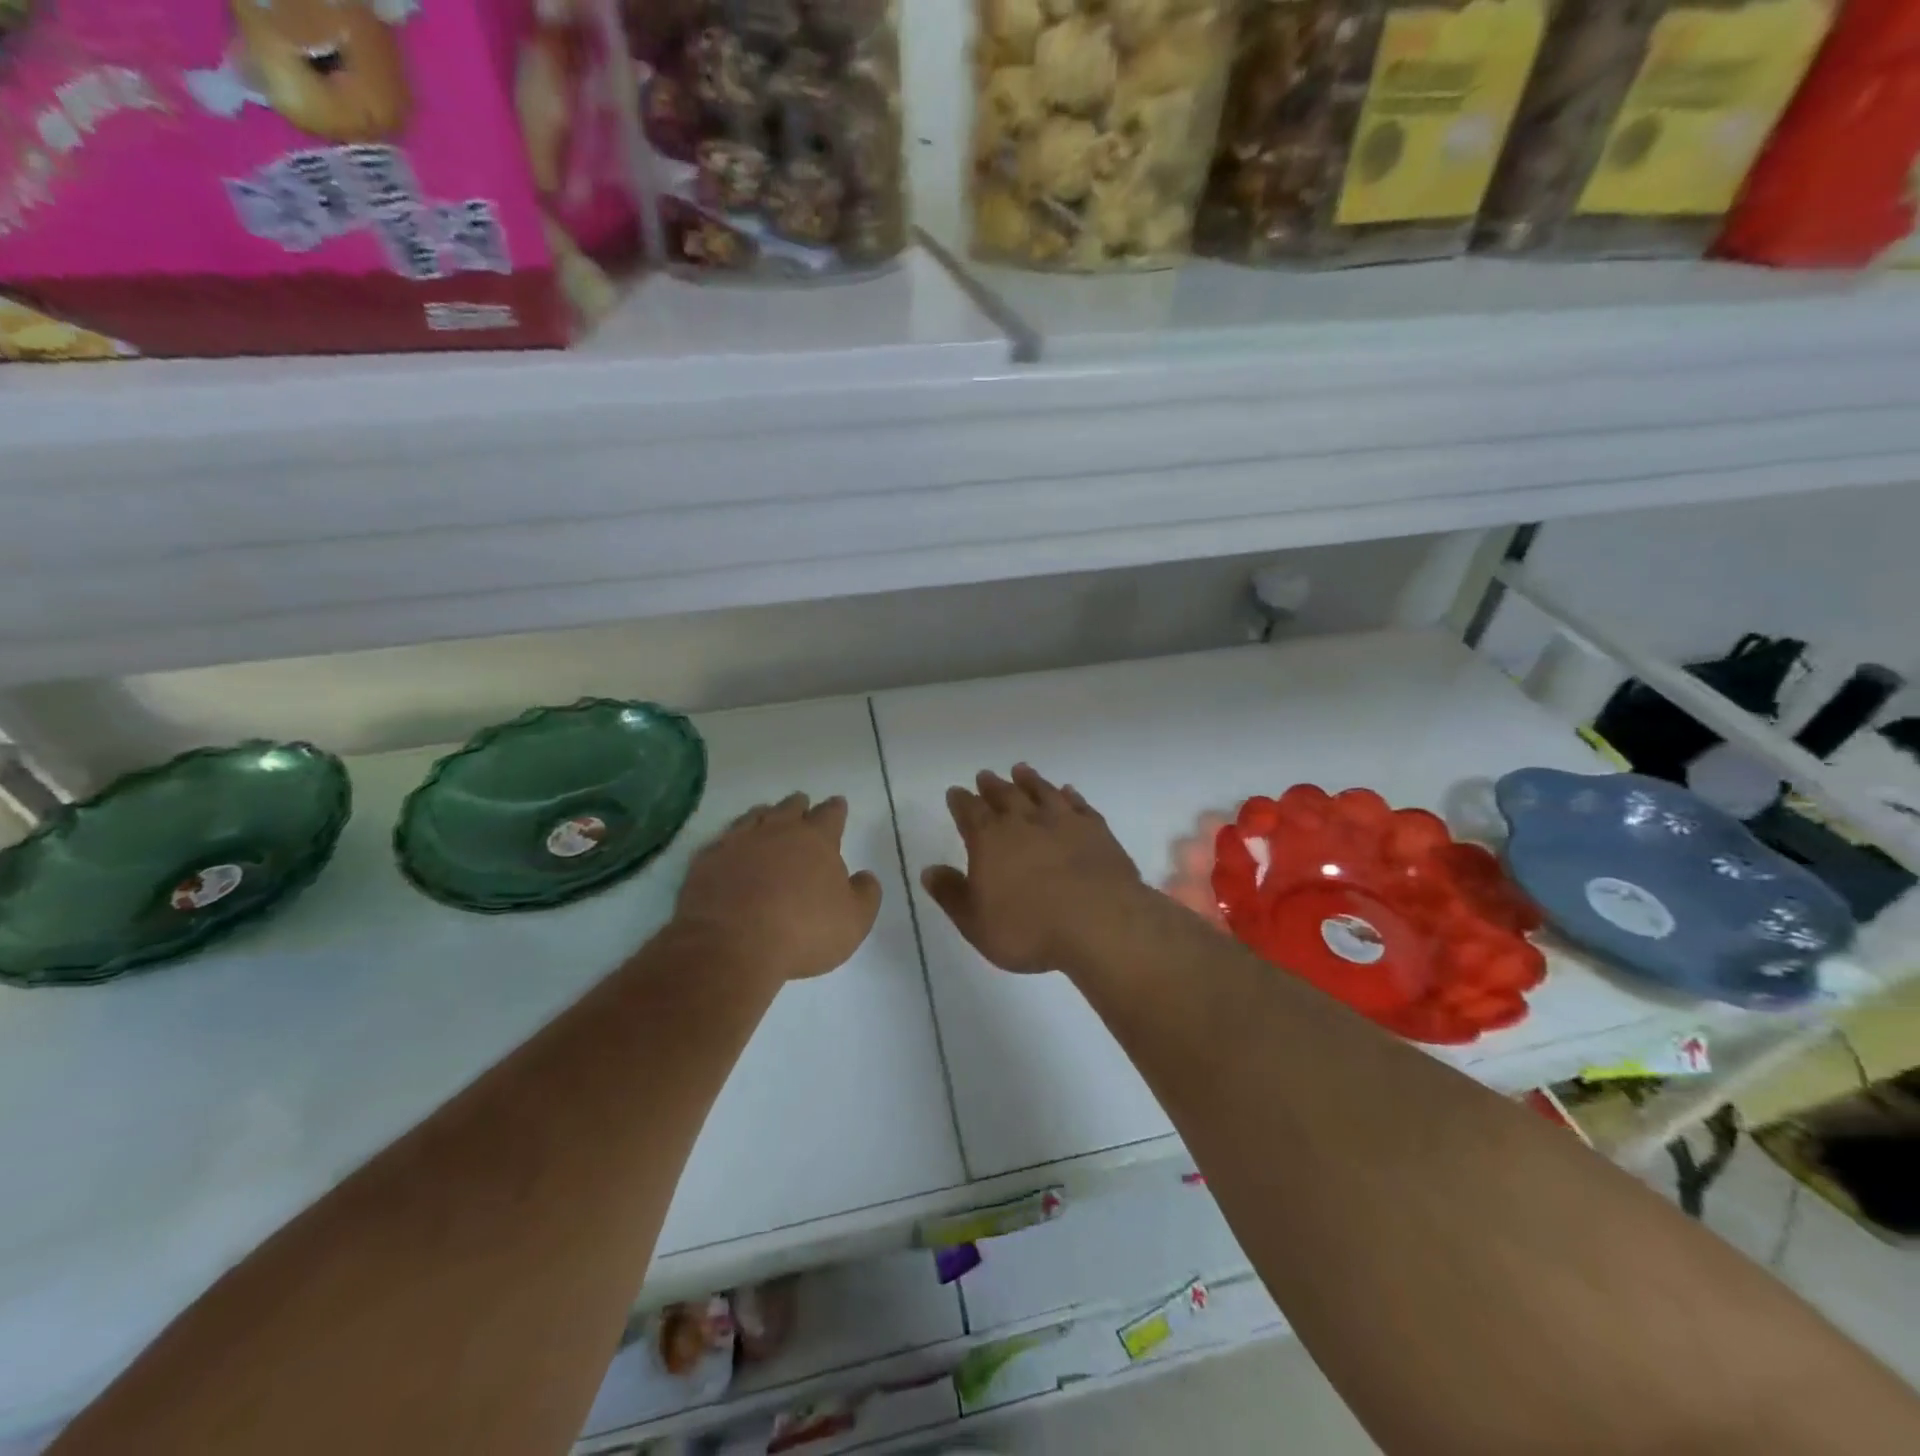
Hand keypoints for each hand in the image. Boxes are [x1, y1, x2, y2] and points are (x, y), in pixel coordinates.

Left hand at [674, 793, 882, 984]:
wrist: (730, 946)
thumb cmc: (803, 931)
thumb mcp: (854, 921)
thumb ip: (866, 894)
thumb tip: (865, 876)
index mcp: (816, 840)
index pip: (830, 814)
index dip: (836, 809)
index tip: (838, 804)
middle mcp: (777, 831)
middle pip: (790, 808)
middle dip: (799, 806)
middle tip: (802, 806)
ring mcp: (737, 843)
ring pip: (753, 817)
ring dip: (764, 816)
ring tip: (766, 818)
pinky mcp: (706, 861)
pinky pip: (722, 842)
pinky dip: (731, 843)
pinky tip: (730, 850)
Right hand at [921, 765, 1144, 973]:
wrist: (1100, 923)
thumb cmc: (1030, 929)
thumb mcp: (976, 922)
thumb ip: (951, 894)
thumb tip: (929, 871)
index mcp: (990, 839)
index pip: (969, 811)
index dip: (960, 801)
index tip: (956, 793)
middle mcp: (1024, 821)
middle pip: (1004, 795)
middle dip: (992, 786)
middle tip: (985, 776)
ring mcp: (1063, 821)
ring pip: (1042, 791)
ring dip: (1029, 780)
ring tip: (1021, 770)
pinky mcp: (1096, 829)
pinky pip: (1078, 804)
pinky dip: (1069, 795)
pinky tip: (1067, 792)